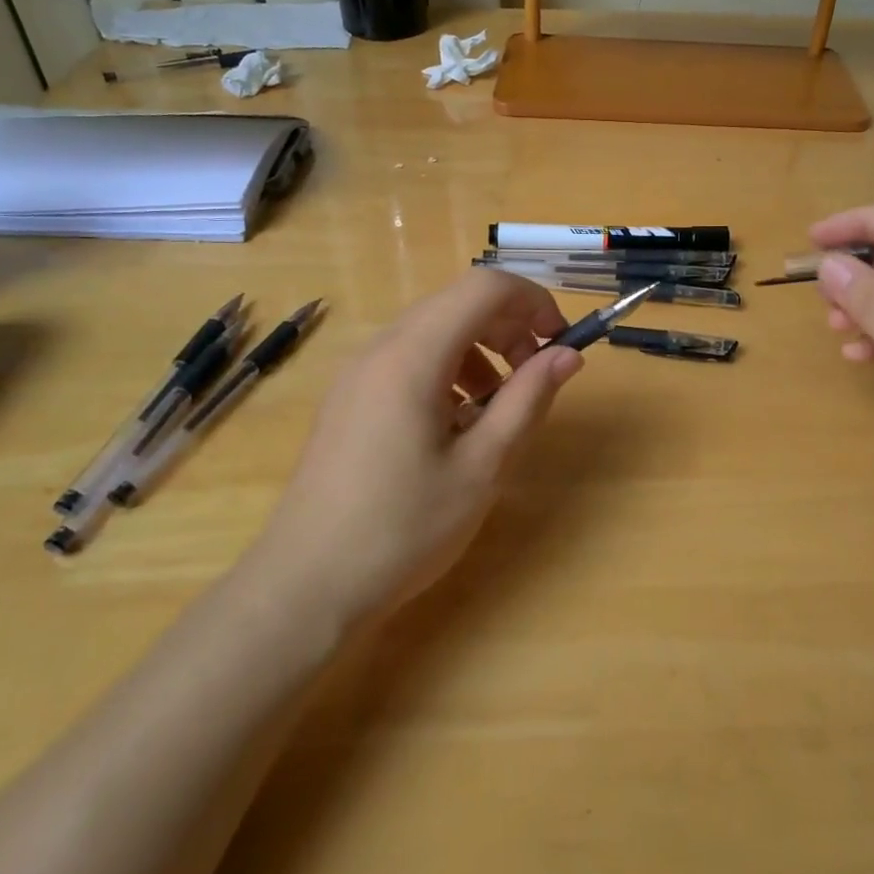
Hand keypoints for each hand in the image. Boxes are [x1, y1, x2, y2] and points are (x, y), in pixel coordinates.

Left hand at [252, 269, 583, 624]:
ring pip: (433, 331)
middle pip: (457, 303)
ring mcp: (357, 373)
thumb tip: (568, 355)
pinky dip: (447, 372)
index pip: (484, 287)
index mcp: (412, 356)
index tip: (561, 342)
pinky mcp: (348, 398)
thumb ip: (527, 400)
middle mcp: (380, 349)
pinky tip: (456, 426)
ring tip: (498, 408)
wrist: (305, 586)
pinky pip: (408, 360)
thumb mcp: (481, 467)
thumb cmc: (403, 529)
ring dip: (480, 350)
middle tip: (537, 377)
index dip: (533, 301)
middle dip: (509, 327)